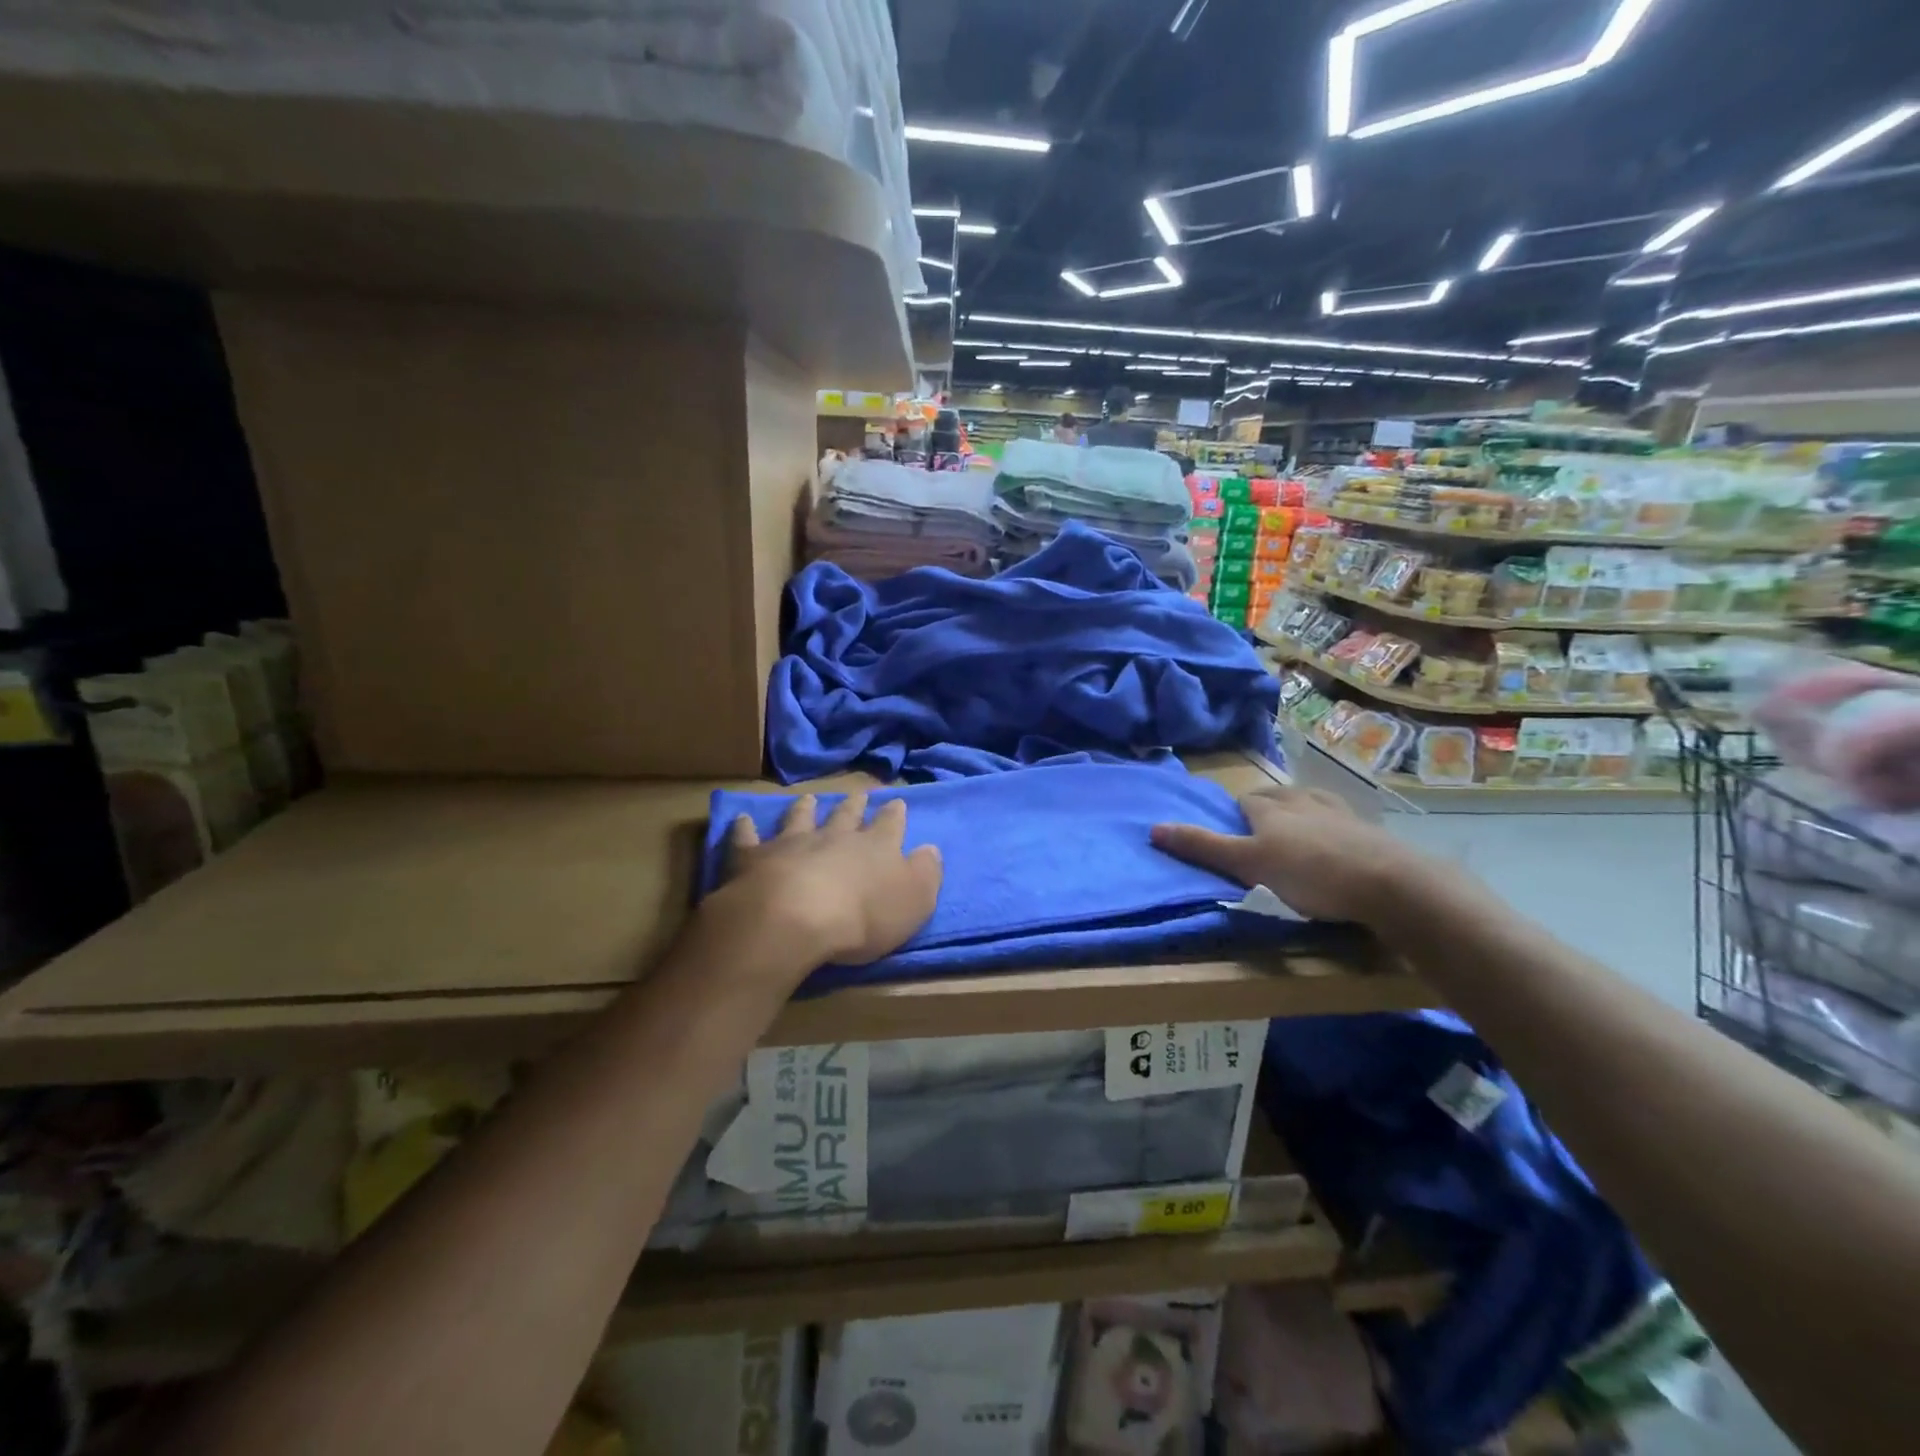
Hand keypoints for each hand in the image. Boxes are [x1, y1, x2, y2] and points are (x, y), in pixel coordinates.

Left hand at [717, 792, 942, 965]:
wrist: (794, 919)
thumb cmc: (863, 916)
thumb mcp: (914, 901)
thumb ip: (925, 873)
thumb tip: (930, 850)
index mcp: (876, 847)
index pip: (890, 824)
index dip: (894, 814)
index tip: (896, 802)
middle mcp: (835, 836)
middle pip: (846, 815)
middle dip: (854, 804)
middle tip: (858, 793)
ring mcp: (793, 843)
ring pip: (801, 818)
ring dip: (805, 808)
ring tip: (809, 798)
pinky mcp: (754, 857)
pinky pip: (748, 838)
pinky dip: (745, 828)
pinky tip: (743, 818)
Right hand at [1150, 786, 1458, 929]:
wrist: (1389, 883)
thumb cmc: (1309, 873)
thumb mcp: (1247, 864)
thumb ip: (1203, 847)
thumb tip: (1153, 827)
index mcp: (1270, 808)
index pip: (1244, 801)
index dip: (1236, 815)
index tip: (1233, 834)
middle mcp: (1302, 800)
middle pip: (1276, 796)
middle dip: (1265, 809)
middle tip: (1259, 836)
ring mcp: (1339, 812)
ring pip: (1309, 802)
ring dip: (1299, 813)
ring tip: (1295, 834)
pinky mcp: (1369, 829)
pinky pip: (1341, 820)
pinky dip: (1332, 827)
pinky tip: (1336, 843)